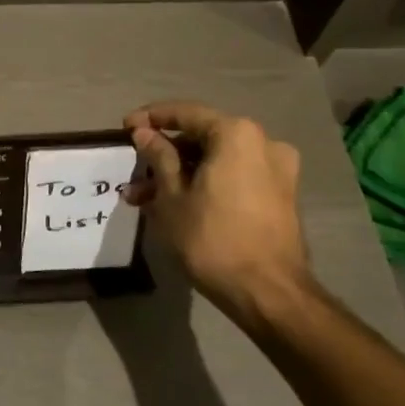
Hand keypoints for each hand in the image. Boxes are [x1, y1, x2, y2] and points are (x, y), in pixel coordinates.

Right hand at [124, 101, 309, 317]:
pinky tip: (176, 205)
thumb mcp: (172, 196)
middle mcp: (263, 143)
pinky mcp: (280, 196)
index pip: (186, 113)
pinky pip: (234, 177)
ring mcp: (277, 170)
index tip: (125, 127)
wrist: (268, 292)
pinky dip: (205, 184)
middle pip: (203, 138)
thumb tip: (145, 133)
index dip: (151, 118)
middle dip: (164, 154)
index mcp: (236, 134)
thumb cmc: (212, 238)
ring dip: (180, 174)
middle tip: (133, 171)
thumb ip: (159, 157)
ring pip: (216, 161)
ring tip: (144, 199)